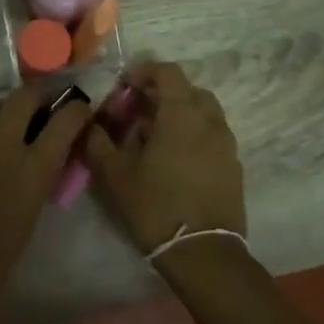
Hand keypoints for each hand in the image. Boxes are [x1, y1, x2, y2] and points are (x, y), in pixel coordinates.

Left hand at [0, 85, 90, 314]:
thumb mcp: (30, 220)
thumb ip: (40, 182)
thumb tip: (46, 162)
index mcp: (32, 170)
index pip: (65, 121)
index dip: (77, 110)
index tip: (81, 111)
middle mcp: (2, 146)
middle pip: (24, 97)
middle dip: (39, 97)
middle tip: (44, 109)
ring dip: (5, 107)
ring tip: (9, 122)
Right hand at [83, 62, 245, 254]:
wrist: (202, 252)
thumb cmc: (155, 206)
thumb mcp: (114, 174)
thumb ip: (98, 141)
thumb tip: (89, 123)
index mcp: (182, 115)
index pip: (168, 72)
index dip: (145, 72)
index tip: (124, 87)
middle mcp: (210, 122)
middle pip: (189, 91)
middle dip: (163, 94)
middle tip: (138, 112)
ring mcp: (227, 145)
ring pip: (204, 114)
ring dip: (180, 115)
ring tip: (155, 138)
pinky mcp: (233, 167)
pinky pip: (212, 137)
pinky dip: (194, 136)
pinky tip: (174, 162)